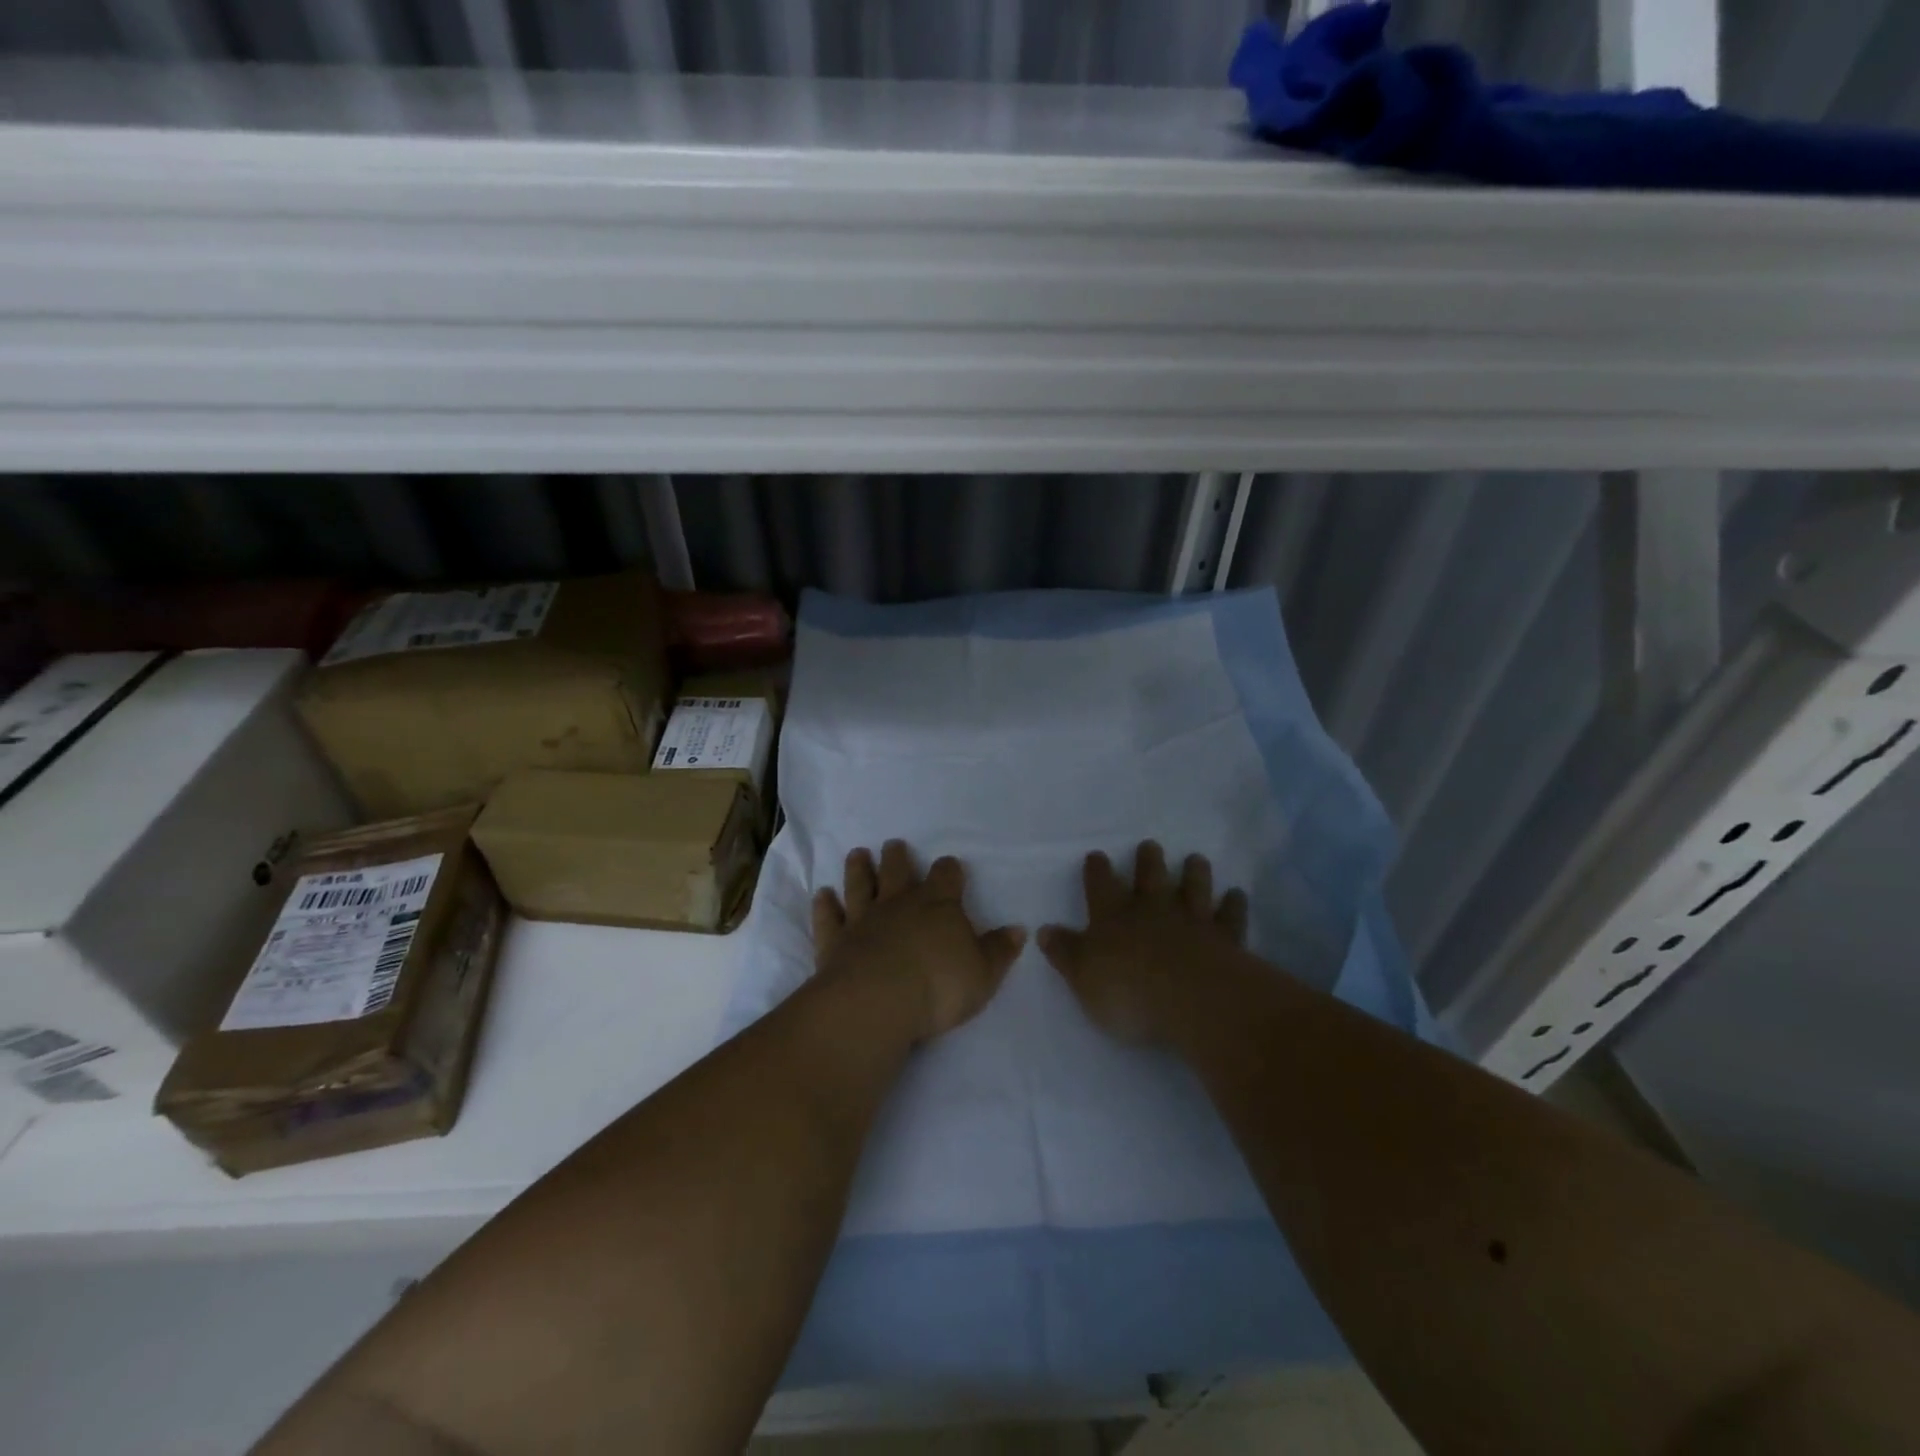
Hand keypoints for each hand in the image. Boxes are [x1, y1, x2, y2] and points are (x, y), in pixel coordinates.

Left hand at [811, 840, 1026, 1043]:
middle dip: (897, 857)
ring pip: (859, 885)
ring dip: (858, 869)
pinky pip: (829, 918)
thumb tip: (1018, 930)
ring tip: (857, 854)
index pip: (946, 876)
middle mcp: (899, 903)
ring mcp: (863, 919)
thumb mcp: (984, 973)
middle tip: (893, 845)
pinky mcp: (834, 941)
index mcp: (938, 905)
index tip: (950, 867)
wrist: (878, 1001)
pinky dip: (825, 906)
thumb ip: (1000, 950)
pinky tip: (822, 895)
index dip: (949, 870)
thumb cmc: (939, 986)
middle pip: (897, 871)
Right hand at [1039, 842, 1247, 1044]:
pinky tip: (1237, 894)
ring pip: (1193, 887)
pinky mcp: (1225, 938)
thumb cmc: (1127, 991)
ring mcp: (1191, 920)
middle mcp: (1151, 910)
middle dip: (1149, 860)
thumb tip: (1043, 930)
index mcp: (1112, 916)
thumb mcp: (1081, 976)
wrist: (1191, 999)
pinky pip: (1229, 916)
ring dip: (1194, 872)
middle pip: (1150, 877)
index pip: (1100, 885)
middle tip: (1150, 845)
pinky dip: (1233, 904)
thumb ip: (1064, 952)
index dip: (1097, 870)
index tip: (1097, 856)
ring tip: (1196, 859)